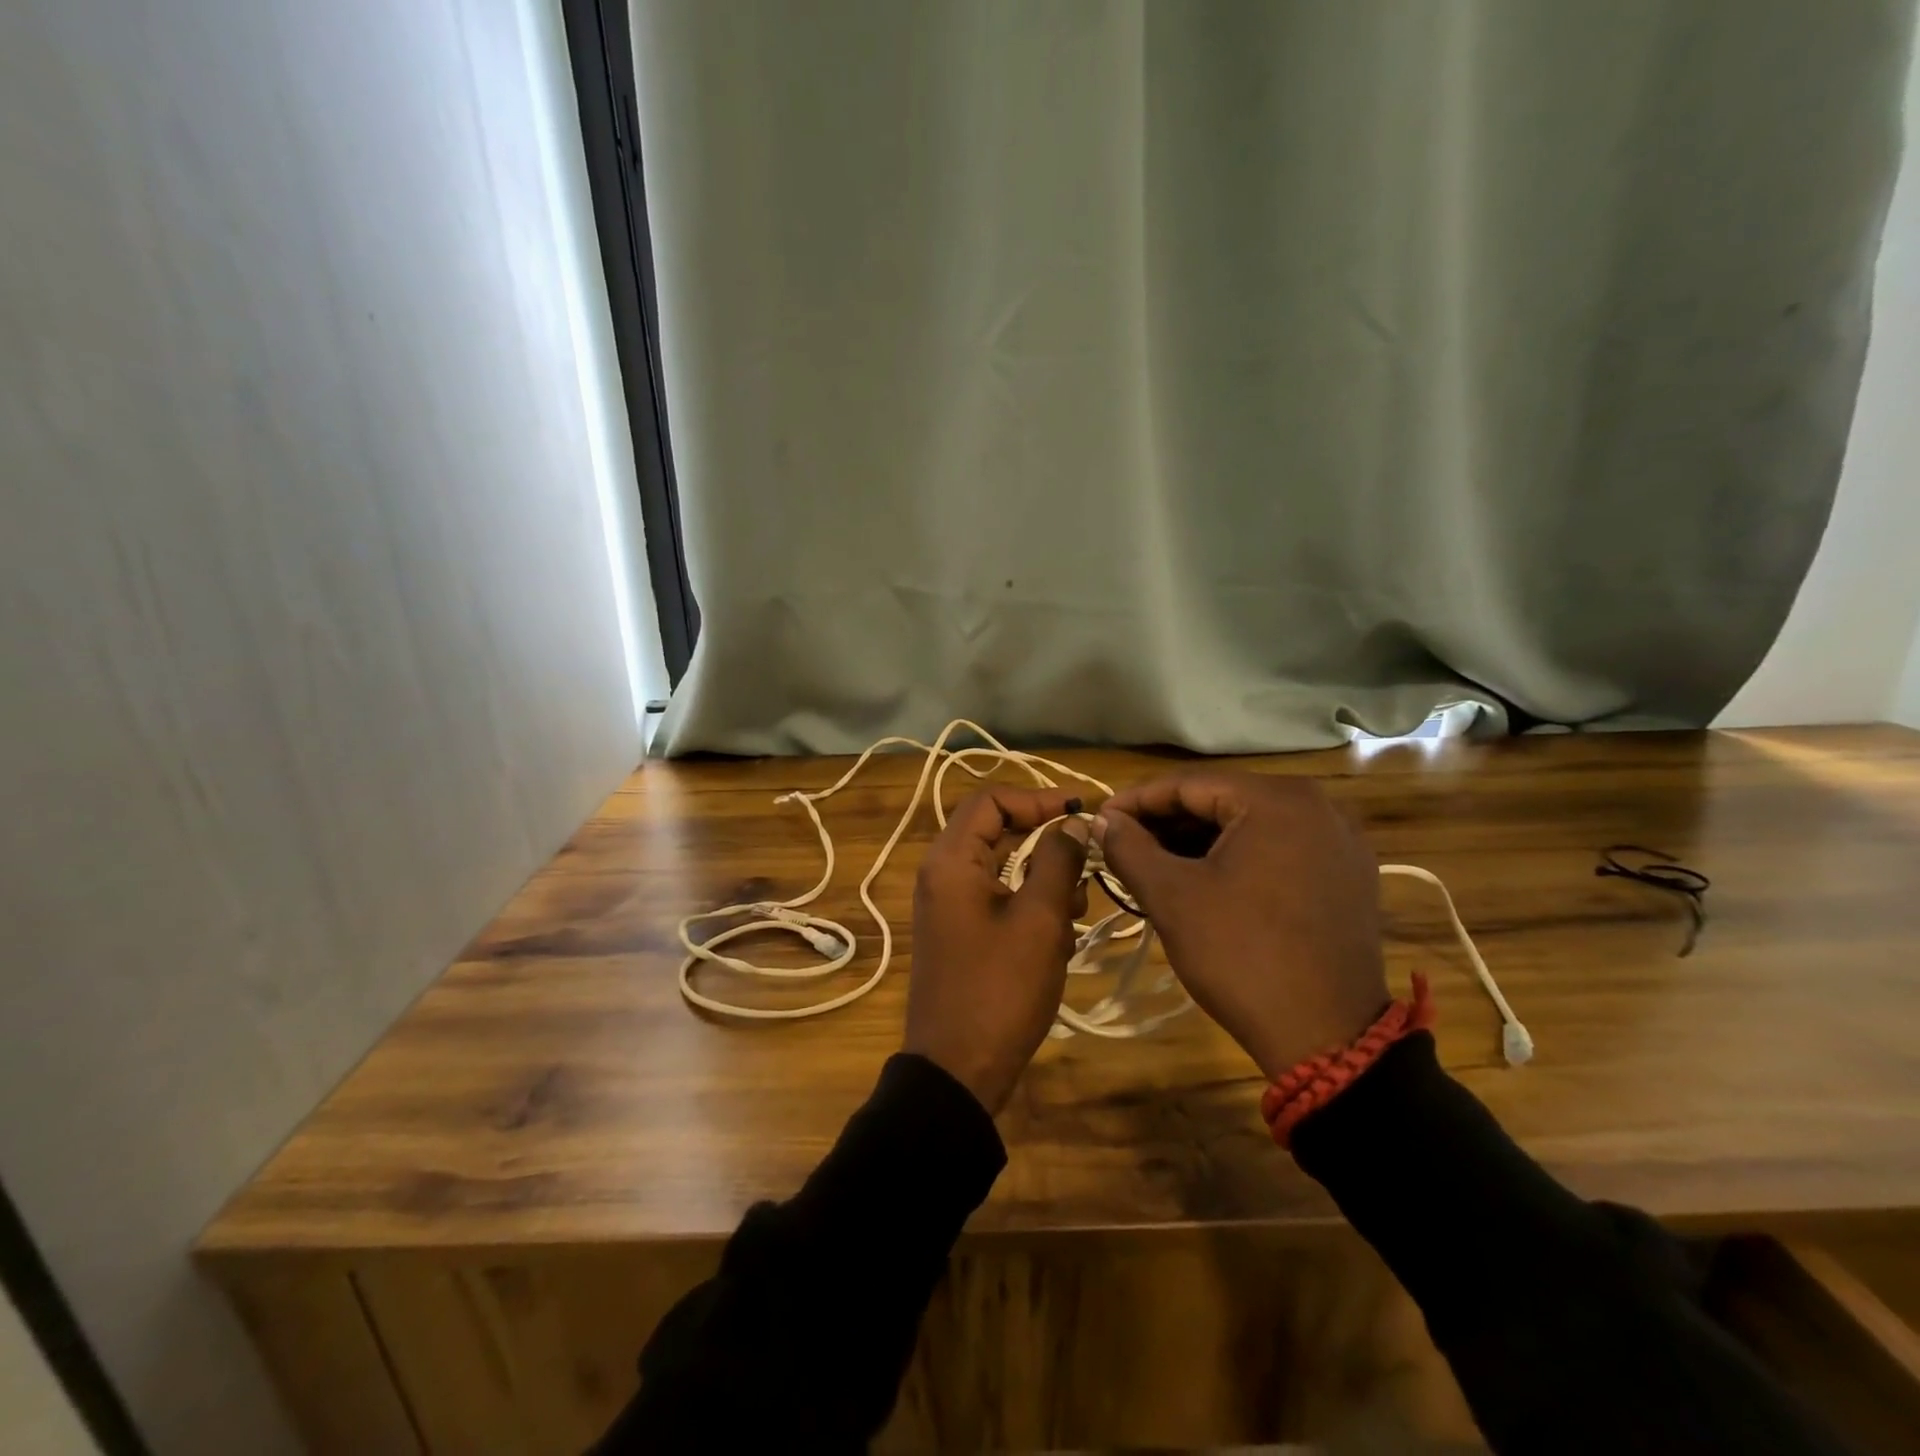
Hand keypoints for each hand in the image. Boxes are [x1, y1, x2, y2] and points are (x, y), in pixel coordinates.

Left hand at [905, 786, 1090, 1113]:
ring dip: (1043, 880)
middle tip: (1085, 865)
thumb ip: (1057, 861)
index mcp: (952, 861)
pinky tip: (1058, 938)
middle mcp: (943, 874)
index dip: (1037, 798)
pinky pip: (998, 899)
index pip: (991, 800)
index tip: (1080, 813)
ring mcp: (950, 906)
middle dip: (1046, 844)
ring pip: (1003, 868)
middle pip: (997, 832)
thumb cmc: (1000, 989)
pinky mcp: (961, 933)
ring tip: (1074, 911)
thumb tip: (1071, 821)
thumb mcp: (1039, 920)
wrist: (958, 1071)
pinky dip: (1030, 907)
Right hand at [1095, 771, 1387, 1080]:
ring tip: (1153, 863)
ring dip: (1198, 840)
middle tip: (1122, 844)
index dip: (1136, 801)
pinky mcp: (1347, 874)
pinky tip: (1202, 878)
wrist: (1327, 1037)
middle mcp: (1318, 804)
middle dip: (1167, 822)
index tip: (1100, 820)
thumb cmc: (1241, 955)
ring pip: (1249, 825)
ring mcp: (1339, 840)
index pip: (1188, 784)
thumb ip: (1129, 847)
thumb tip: (1102, 820)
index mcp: (1277, 799)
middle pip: (1222, 800)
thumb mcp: (1172, 897)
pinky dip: (1236, 857)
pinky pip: (1278, 848)